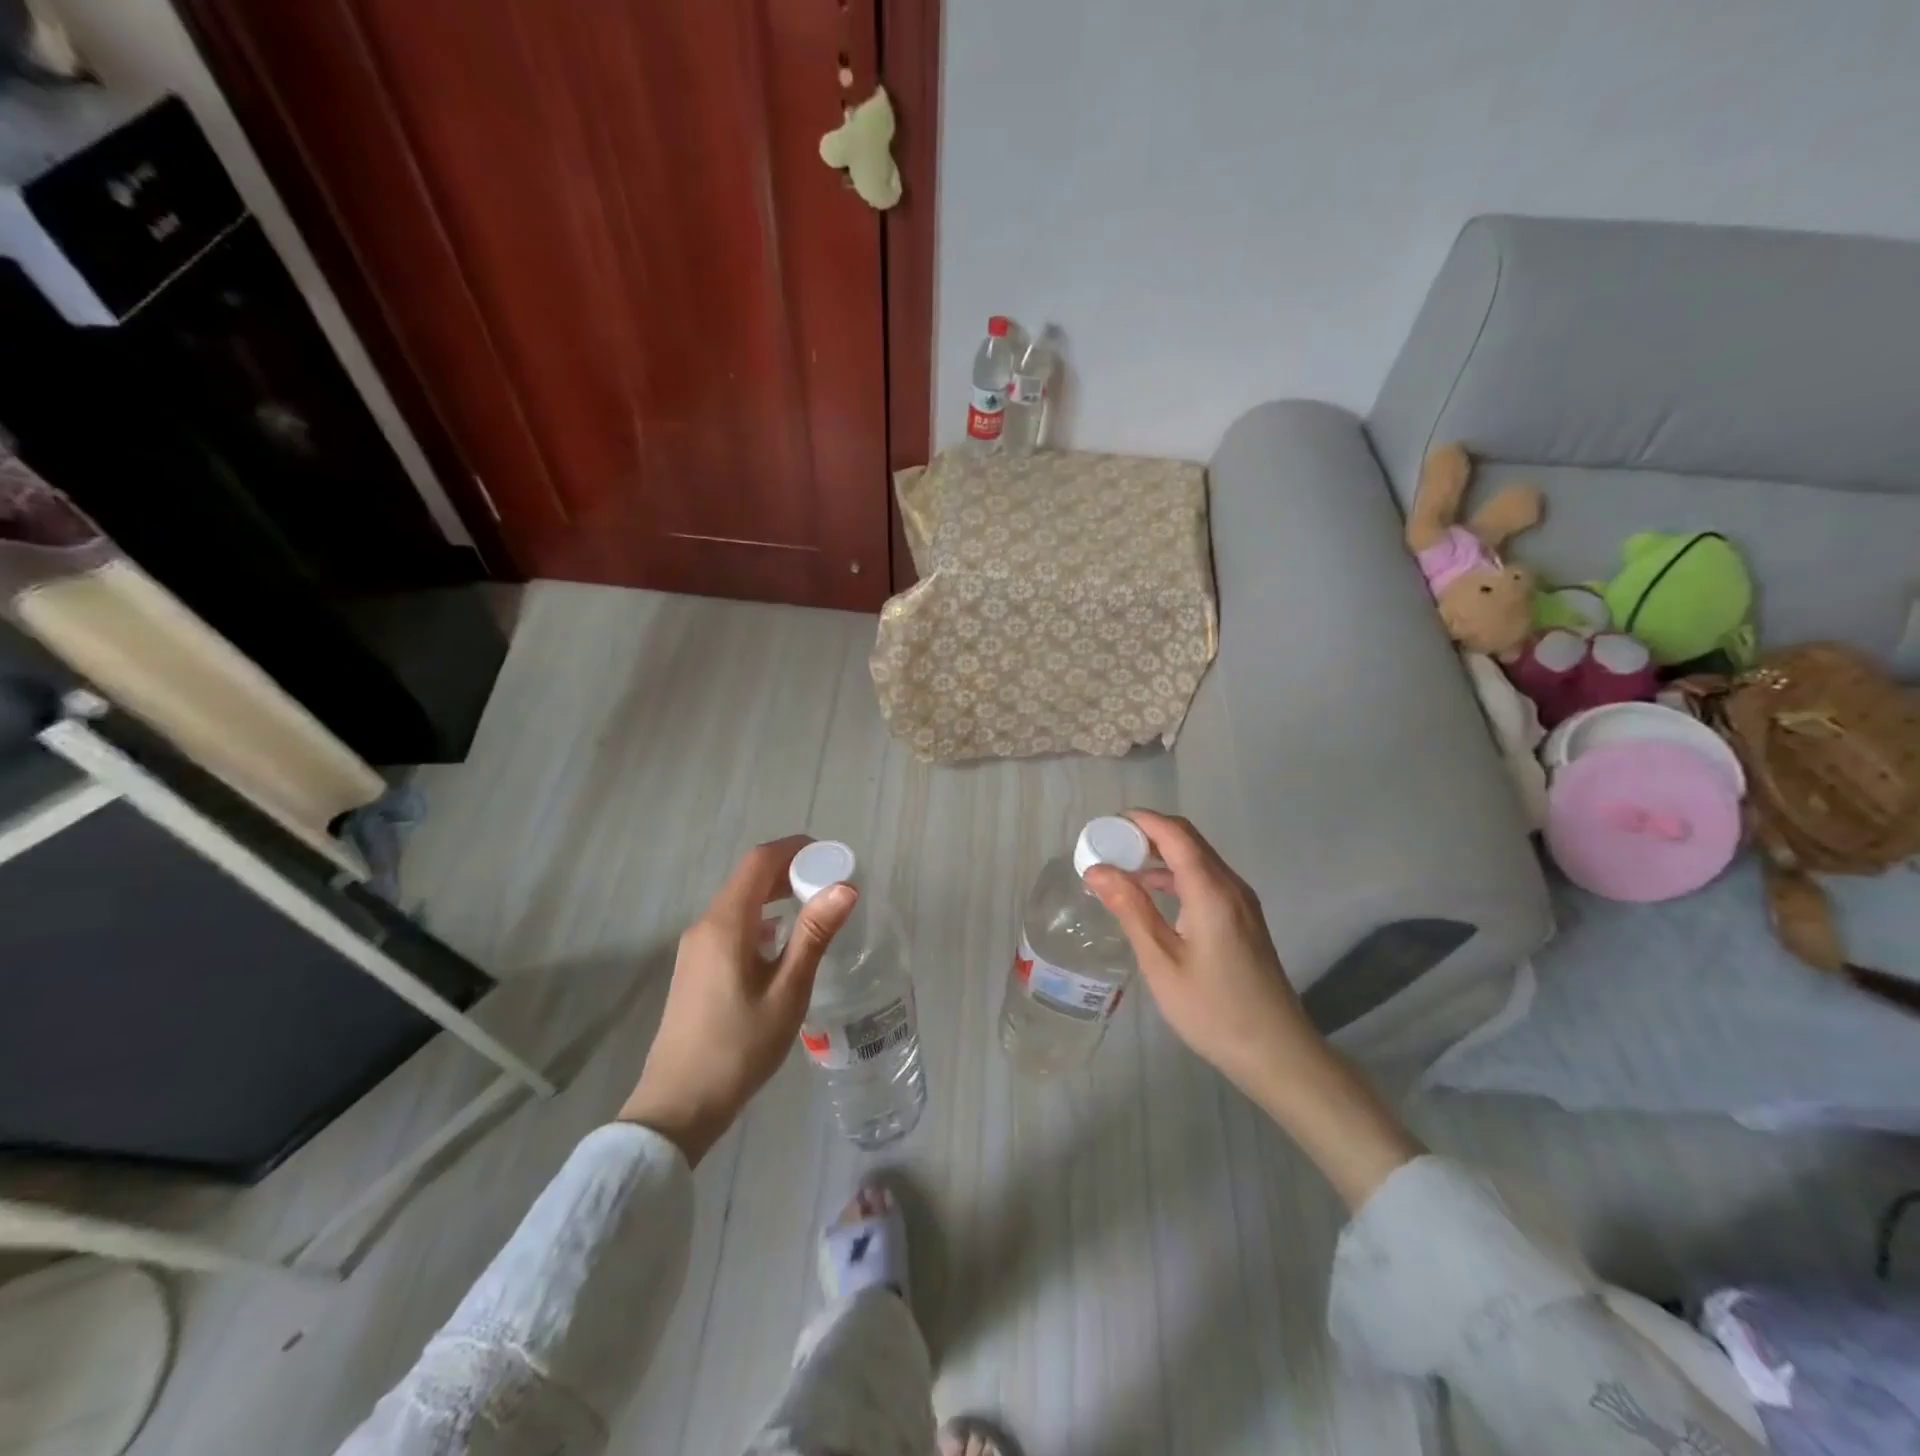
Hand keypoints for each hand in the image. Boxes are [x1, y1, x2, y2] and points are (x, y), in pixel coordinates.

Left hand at [620, 836, 855, 1165]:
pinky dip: (762, 918)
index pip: (759, 862)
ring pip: (740, 903)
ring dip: (776, 894)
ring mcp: (696, 948)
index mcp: (725, 924)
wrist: (678, 1106)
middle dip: (790, 870)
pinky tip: (784, 943)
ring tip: (815, 907)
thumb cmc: (738, 1048)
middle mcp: (706, 926)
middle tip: (831, 881)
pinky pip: (732, 926)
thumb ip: (814, 935)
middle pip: (748, 878)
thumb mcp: (787, 992)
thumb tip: (845, 887)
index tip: (831, 855)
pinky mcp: (696, 968)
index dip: (795, 849)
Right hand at [1083, 810, 1314, 1097]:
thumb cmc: (1213, 1010)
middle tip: (1107, 845)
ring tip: (1120, 868)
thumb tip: (1097, 870)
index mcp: (1211, 891)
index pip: (1176, 834)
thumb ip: (1131, 909)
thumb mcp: (1162, 961)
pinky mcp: (1243, 918)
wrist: (1276, 1052)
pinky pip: (1206, 879)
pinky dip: (1175, 875)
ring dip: (1160, 854)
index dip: (1141, 821)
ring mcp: (1241, 902)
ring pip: (1198, 858)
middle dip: (1147, 834)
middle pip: (1188, 840)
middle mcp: (1231, 886)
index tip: (1105, 824)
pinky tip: (1151, 894)